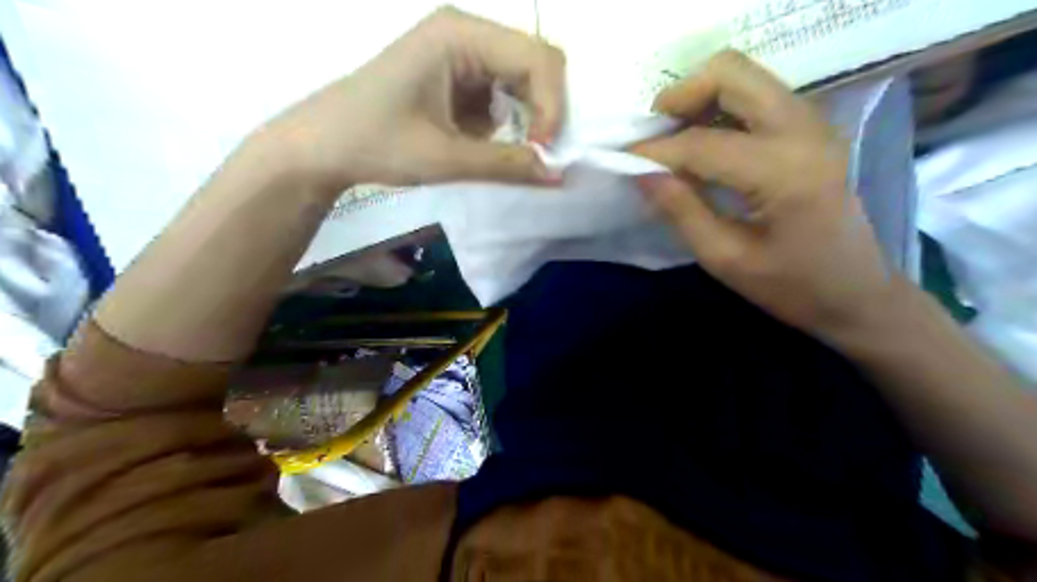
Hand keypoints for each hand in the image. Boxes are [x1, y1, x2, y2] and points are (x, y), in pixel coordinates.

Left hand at [260, 6, 565, 193]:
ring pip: (521, 81)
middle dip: (545, 111)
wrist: (325, 147)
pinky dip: (508, 123)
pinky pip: (501, 96)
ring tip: (519, 153)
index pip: (537, 58)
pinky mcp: (457, 78)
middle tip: (541, 154)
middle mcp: (465, 34)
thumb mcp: (445, 158)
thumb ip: (507, 165)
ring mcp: (461, 54)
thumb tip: (559, 176)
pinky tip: (492, 144)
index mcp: (460, 35)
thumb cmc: (376, 143)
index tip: (544, 152)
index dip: (552, 105)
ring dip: (528, 118)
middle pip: (534, 64)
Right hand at [631, 52, 899, 338]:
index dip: (655, 151)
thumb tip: (641, 174)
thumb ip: (681, 211)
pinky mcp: (811, 128)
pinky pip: (756, 94)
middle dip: (681, 97)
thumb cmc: (791, 287)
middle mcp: (804, 130)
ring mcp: (813, 123)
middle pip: (730, 73)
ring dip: (700, 99)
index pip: (702, 142)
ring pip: (744, 76)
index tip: (623, 162)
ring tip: (674, 141)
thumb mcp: (725, 259)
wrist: (856, 293)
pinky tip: (705, 143)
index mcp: (784, 171)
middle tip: (654, 137)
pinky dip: (721, 107)